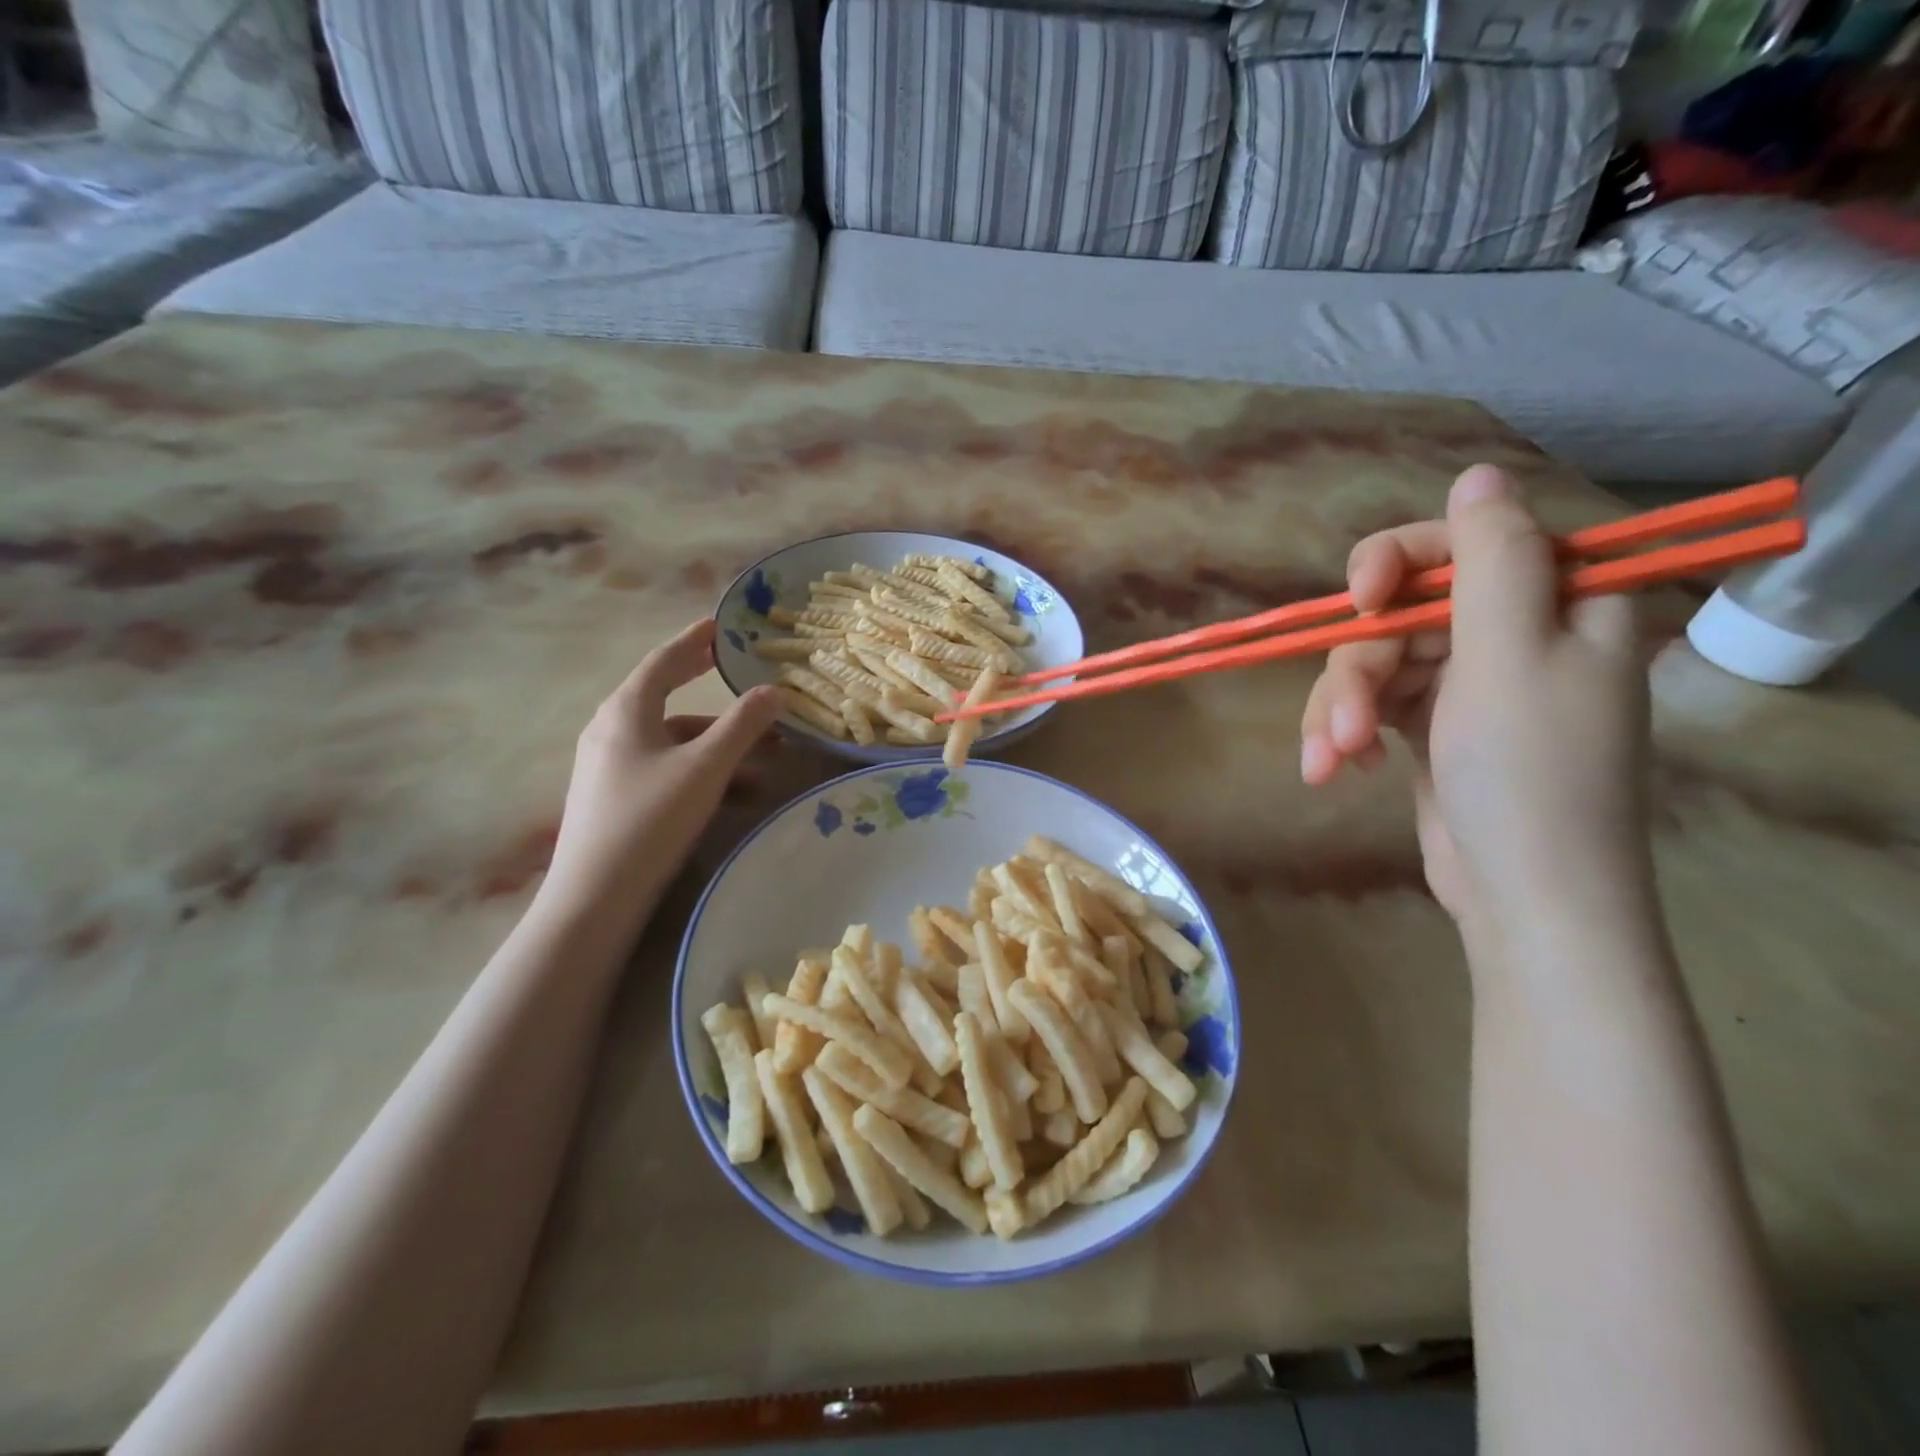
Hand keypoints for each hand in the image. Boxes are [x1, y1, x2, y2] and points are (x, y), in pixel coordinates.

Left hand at [545, 619, 781, 921]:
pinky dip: (702, 772)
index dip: (694, 641)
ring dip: (719, 744)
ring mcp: (610, 766)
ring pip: (673, 741)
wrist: (596, 897)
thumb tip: (774, 690)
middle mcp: (612, 730)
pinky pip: (666, 769)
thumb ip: (743, 725)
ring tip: (767, 759)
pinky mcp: (615, 798)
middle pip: (666, 697)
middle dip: (709, 690)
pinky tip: (737, 795)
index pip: (664, 661)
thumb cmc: (651, 818)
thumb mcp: (705, 767)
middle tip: (737, 674)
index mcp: (627, 711)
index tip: (719, 627)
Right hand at [1300, 466, 1653, 936]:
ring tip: (1330, 763)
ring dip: (1339, 711)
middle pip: (1404, 613)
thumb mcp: (1511, 655)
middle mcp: (1512, 637)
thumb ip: (1493, 559)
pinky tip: (1334, 771)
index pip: (1470, 544)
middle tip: (1344, 724)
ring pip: (1373, 664)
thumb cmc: (1529, 773)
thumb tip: (1479, 474)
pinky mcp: (1429, 729)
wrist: (1527, 898)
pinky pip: (1370, 706)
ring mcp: (1467, 686)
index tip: (1364, 596)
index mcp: (1558, 606)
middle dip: (1359, 669)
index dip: (1405, 558)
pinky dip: (1342, 735)